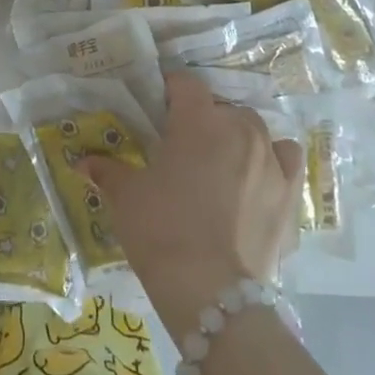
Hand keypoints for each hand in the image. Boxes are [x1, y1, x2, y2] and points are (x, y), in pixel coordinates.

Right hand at [83, 71, 304, 335]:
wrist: (210, 291)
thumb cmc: (161, 230)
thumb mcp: (125, 197)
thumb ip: (107, 171)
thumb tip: (83, 162)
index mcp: (199, 120)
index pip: (185, 83)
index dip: (169, 90)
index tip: (157, 108)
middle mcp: (240, 130)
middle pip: (223, 108)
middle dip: (204, 120)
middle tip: (183, 147)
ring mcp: (272, 161)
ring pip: (258, 131)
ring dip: (240, 138)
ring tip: (223, 163)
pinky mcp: (291, 195)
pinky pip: (287, 161)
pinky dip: (274, 163)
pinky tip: (259, 180)